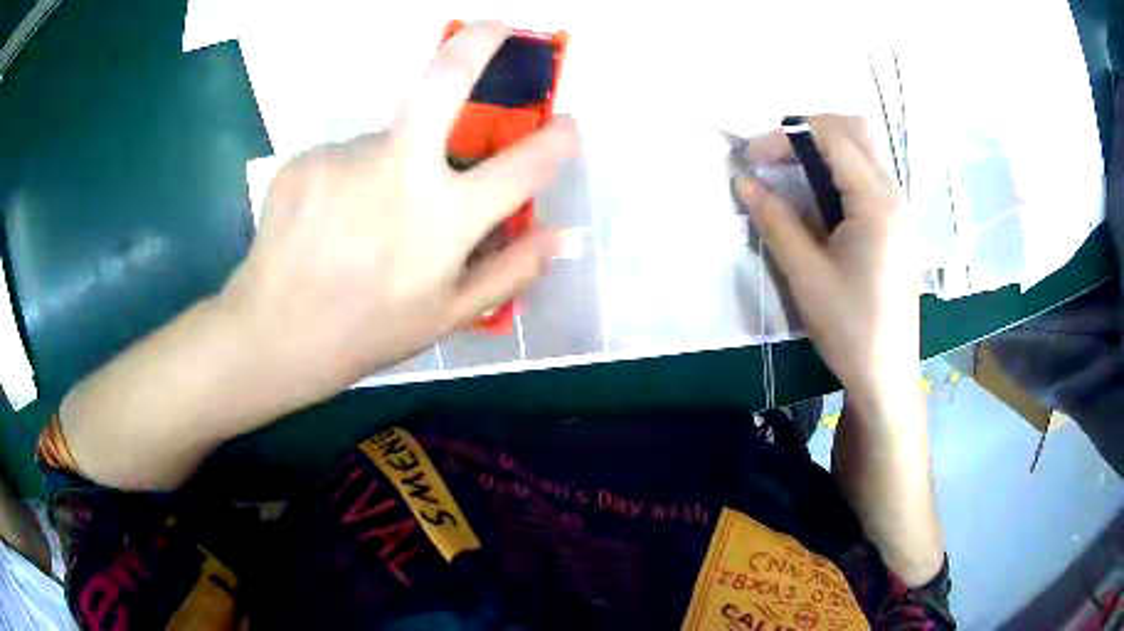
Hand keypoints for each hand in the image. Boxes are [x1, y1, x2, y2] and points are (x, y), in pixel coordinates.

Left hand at [220, 22, 577, 408]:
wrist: (275, 334)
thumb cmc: (367, 332)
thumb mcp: (447, 316)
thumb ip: (509, 272)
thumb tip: (559, 236)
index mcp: (442, 219)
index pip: (522, 166)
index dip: (557, 143)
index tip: (569, 126)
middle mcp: (397, 170)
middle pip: (443, 80)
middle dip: (479, 42)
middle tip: (499, 25)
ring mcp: (345, 156)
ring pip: (387, 139)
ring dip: (392, 162)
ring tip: (362, 220)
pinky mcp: (307, 157)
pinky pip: (345, 157)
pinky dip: (350, 178)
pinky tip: (329, 220)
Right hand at [736, 115, 916, 417]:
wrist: (888, 376)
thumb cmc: (849, 328)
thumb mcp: (805, 275)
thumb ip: (774, 220)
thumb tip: (743, 181)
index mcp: (876, 202)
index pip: (832, 137)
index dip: (786, 135)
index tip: (752, 157)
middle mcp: (894, 195)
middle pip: (856, 130)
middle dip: (811, 130)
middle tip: (776, 155)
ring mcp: (899, 211)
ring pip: (865, 152)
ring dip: (826, 150)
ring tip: (792, 177)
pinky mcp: (897, 228)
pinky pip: (869, 179)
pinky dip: (840, 173)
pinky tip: (821, 204)